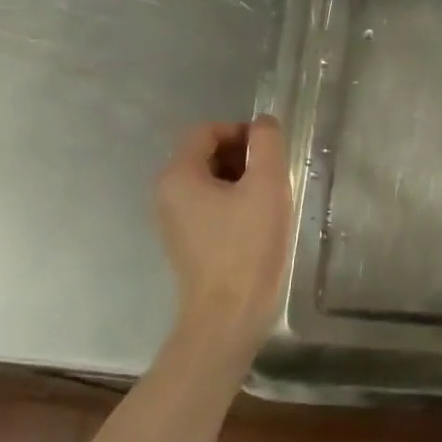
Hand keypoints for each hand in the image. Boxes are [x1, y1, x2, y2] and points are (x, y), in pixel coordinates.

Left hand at [155, 116, 293, 365]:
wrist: (228, 317)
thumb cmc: (248, 247)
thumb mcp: (266, 186)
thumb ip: (266, 144)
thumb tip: (263, 124)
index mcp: (178, 175)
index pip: (207, 130)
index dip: (242, 132)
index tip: (271, 154)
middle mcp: (167, 193)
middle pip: (207, 154)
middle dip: (243, 157)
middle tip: (273, 178)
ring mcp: (174, 220)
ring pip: (210, 181)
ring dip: (242, 181)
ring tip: (269, 202)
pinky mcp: (187, 242)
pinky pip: (209, 206)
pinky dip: (234, 204)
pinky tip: (258, 225)